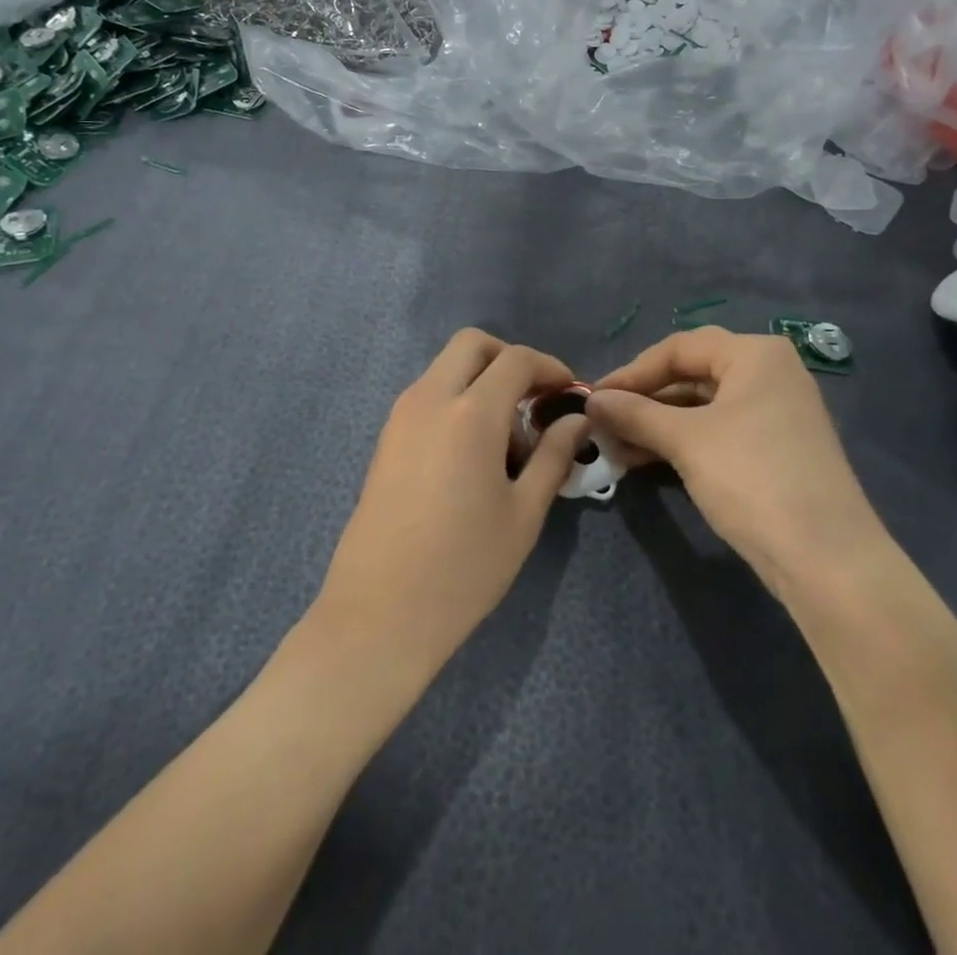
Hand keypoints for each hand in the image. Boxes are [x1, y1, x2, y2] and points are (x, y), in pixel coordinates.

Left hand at [313, 329, 586, 681]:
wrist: (380, 611)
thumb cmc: (464, 565)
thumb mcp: (524, 512)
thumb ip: (554, 456)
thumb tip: (576, 421)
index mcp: (470, 412)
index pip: (516, 359)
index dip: (550, 367)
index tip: (569, 394)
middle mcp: (430, 398)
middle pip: (472, 344)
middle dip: (509, 359)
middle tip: (534, 402)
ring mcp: (401, 415)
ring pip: (447, 368)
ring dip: (481, 382)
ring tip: (506, 442)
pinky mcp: (386, 437)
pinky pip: (429, 395)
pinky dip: (457, 401)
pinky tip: (473, 455)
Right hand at [588, 327, 887, 598]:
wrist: (827, 560)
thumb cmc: (751, 478)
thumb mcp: (686, 441)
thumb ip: (634, 414)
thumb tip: (591, 401)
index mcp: (754, 354)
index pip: (678, 348)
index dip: (631, 372)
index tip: (594, 399)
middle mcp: (769, 373)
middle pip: (690, 374)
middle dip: (643, 399)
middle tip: (603, 422)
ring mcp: (775, 413)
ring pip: (701, 407)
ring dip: (657, 424)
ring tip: (615, 446)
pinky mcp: (774, 449)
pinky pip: (717, 431)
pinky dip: (681, 441)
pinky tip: (645, 459)